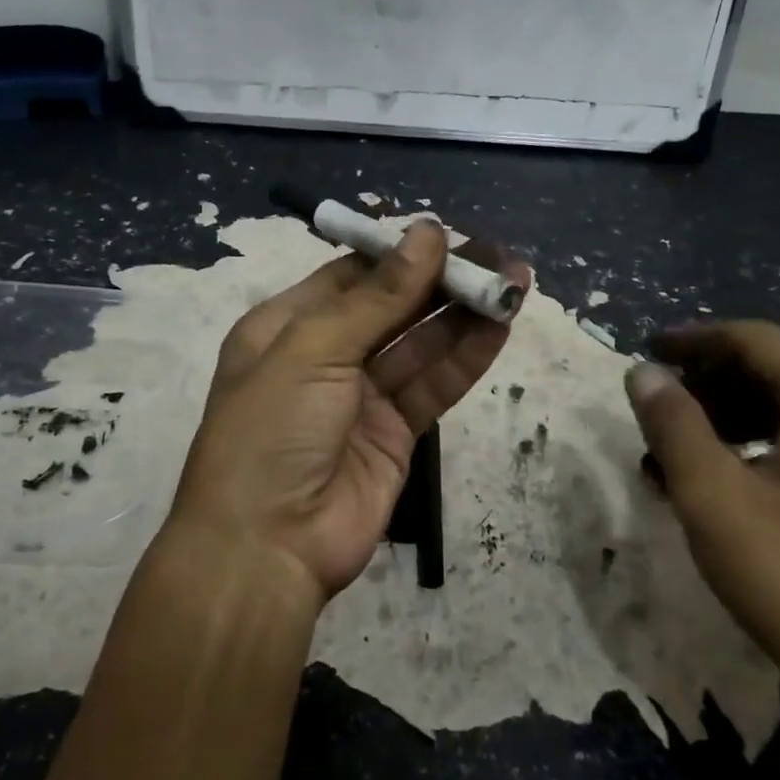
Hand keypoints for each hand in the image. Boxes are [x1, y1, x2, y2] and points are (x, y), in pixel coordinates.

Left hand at [165, 220, 521, 602]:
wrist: (266, 548)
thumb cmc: (271, 431)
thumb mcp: (312, 350)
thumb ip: (376, 296)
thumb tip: (425, 231)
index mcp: (287, 326)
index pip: (352, 275)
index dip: (400, 253)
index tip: (449, 233)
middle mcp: (325, 356)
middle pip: (392, 306)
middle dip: (442, 280)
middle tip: (497, 254)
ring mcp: (362, 396)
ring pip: (420, 343)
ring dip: (464, 314)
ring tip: (514, 282)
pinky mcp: (395, 434)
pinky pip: (434, 386)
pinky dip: (466, 358)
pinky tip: (500, 328)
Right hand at [624, 321, 779, 716]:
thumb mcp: (711, 493)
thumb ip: (672, 422)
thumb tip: (642, 371)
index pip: (752, 340)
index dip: (692, 341)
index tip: (645, 348)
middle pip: (773, 367)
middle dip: (707, 382)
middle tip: (654, 404)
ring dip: (727, 415)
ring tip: (674, 448)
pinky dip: (758, 442)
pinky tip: (718, 476)